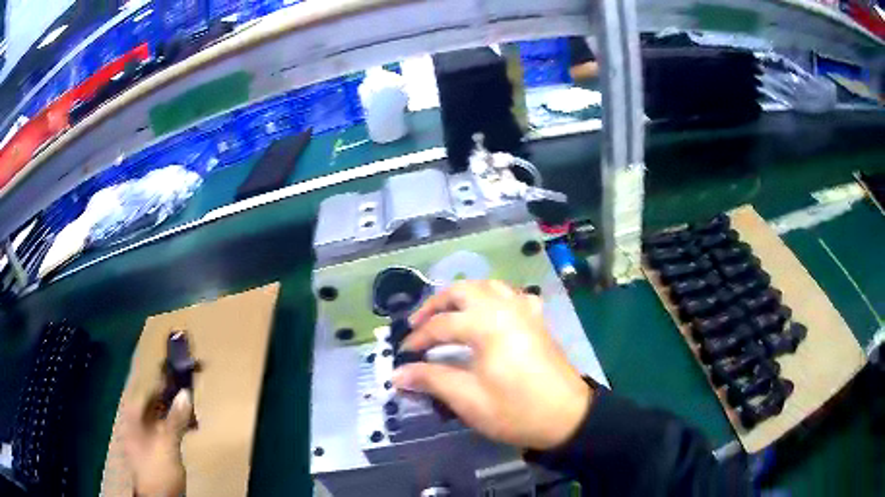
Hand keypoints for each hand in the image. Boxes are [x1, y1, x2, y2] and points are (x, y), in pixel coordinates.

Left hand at [121, 390, 191, 496]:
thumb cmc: (158, 469)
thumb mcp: (168, 444)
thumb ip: (175, 419)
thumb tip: (185, 393)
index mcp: (133, 418)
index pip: (145, 392)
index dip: (160, 383)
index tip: (178, 378)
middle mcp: (135, 424)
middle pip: (152, 404)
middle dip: (170, 399)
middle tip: (189, 397)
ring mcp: (144, 437)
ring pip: (159, 417)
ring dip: (175, 414)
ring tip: (192, 415)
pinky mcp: (154, 448)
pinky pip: (164, 430)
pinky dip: (175, 427)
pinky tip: (188, 429)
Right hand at [393, 280, 591, 449]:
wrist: (567, 417)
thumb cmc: (515, 410)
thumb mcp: (468, 398)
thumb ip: (431, 380)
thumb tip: (398, 374)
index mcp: (487, 324)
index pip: (441, 324)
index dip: (418, 339)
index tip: (403, 355)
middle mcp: (505, 307)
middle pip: (462, 290)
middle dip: (436, 304)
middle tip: (419, 324)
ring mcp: (524, 310)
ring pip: (488, 286)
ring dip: (464, 296)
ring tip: (448, 315)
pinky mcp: (537, 320)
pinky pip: (512, 295)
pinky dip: (494, 298)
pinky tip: (491, 314)